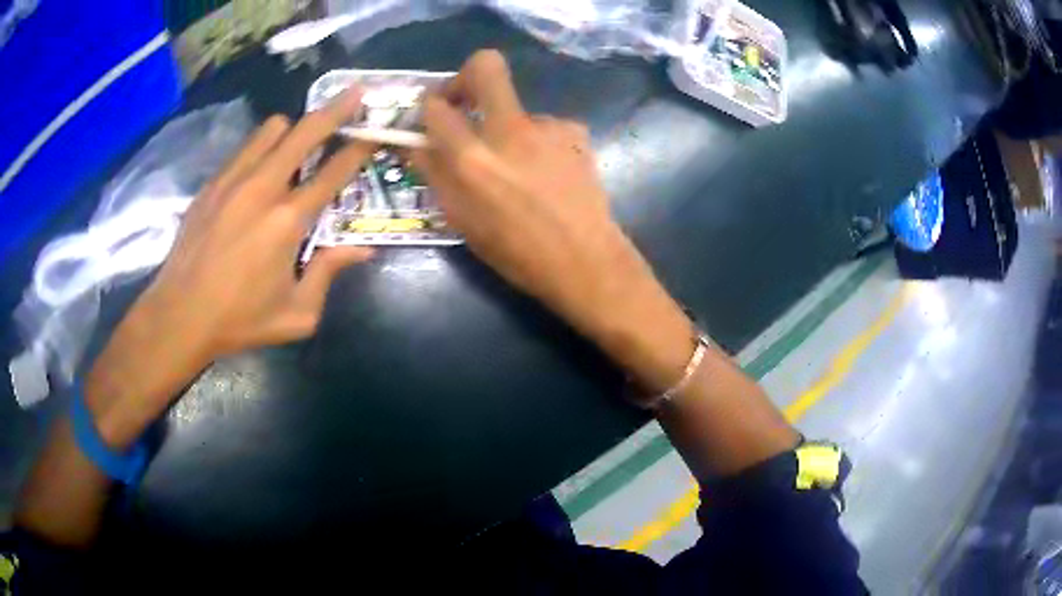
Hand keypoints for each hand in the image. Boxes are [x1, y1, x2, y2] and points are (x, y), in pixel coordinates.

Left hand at [87, 87, 375, 445]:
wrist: (180, 315)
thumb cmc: (240, 319)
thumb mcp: (296, 313)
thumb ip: (329, 274)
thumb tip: (361, 249)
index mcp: (288, 220)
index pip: (334, 171)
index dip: (359, 149)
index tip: (374, 133)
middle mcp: (263, 187)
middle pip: (305, 130)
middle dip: (335, 110)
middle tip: (353, 97)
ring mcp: (233, 180)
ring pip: (272, 128)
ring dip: (293, 129)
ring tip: (299, 144)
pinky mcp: (212, 184)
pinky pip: (245, 147)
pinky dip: (262, 146)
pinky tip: (263, 167)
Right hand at [414, 51, 696, 396]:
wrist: (586, 261)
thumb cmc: (517, 253)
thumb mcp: (462, 222)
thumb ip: (436, 175)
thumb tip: (417, 143)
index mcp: (474, 159)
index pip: (436, 107)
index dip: (429, 106)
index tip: (433, 115)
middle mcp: (511, 131)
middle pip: (486, 66)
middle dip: (467, 76)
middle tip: (464, 101)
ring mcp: (549, 127)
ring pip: (516, 109)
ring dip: (508, 129)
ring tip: (522, 171)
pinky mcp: (576, 131)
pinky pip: (544, 127)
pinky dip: (539, 144)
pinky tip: (549, 173)